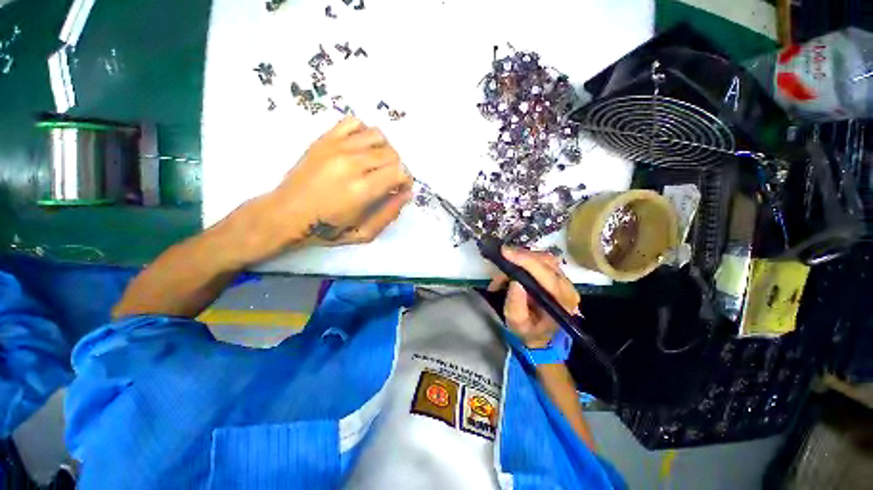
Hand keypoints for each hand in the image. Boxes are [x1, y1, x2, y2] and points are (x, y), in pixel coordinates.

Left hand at [232, 117, 412, 263]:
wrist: (285, 214)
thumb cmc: (325, 229)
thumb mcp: (363, 233)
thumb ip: (389, 214)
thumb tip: (407, 194)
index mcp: (362, 190)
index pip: (399, 173)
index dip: (406, 181)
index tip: (400, 189)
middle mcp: (352, 164)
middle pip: (392, 154)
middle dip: (397, 169)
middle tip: (388, 181)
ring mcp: (336, 147)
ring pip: (378, 136)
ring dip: (384, 151)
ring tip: (376, 164)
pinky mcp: (324, 139)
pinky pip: (354, 122)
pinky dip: (364, 133)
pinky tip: (361, 149)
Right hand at [487, 247, 579, 348]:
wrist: (541, 335)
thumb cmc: (528, 330)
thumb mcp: (517, 323)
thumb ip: (515, 305)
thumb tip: (515, 282)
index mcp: (561, 301)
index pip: (546, 274)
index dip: (525, 261)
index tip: (505, 253)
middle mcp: (567, 287)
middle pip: (546, 261)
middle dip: (521, 257)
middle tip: (501, 258)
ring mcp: (564, 279)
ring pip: (543, 258)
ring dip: (521, 258)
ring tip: (504, 269)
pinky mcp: (556, 275)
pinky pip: (541, 260)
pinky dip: (524, 260)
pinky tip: (512, 268)